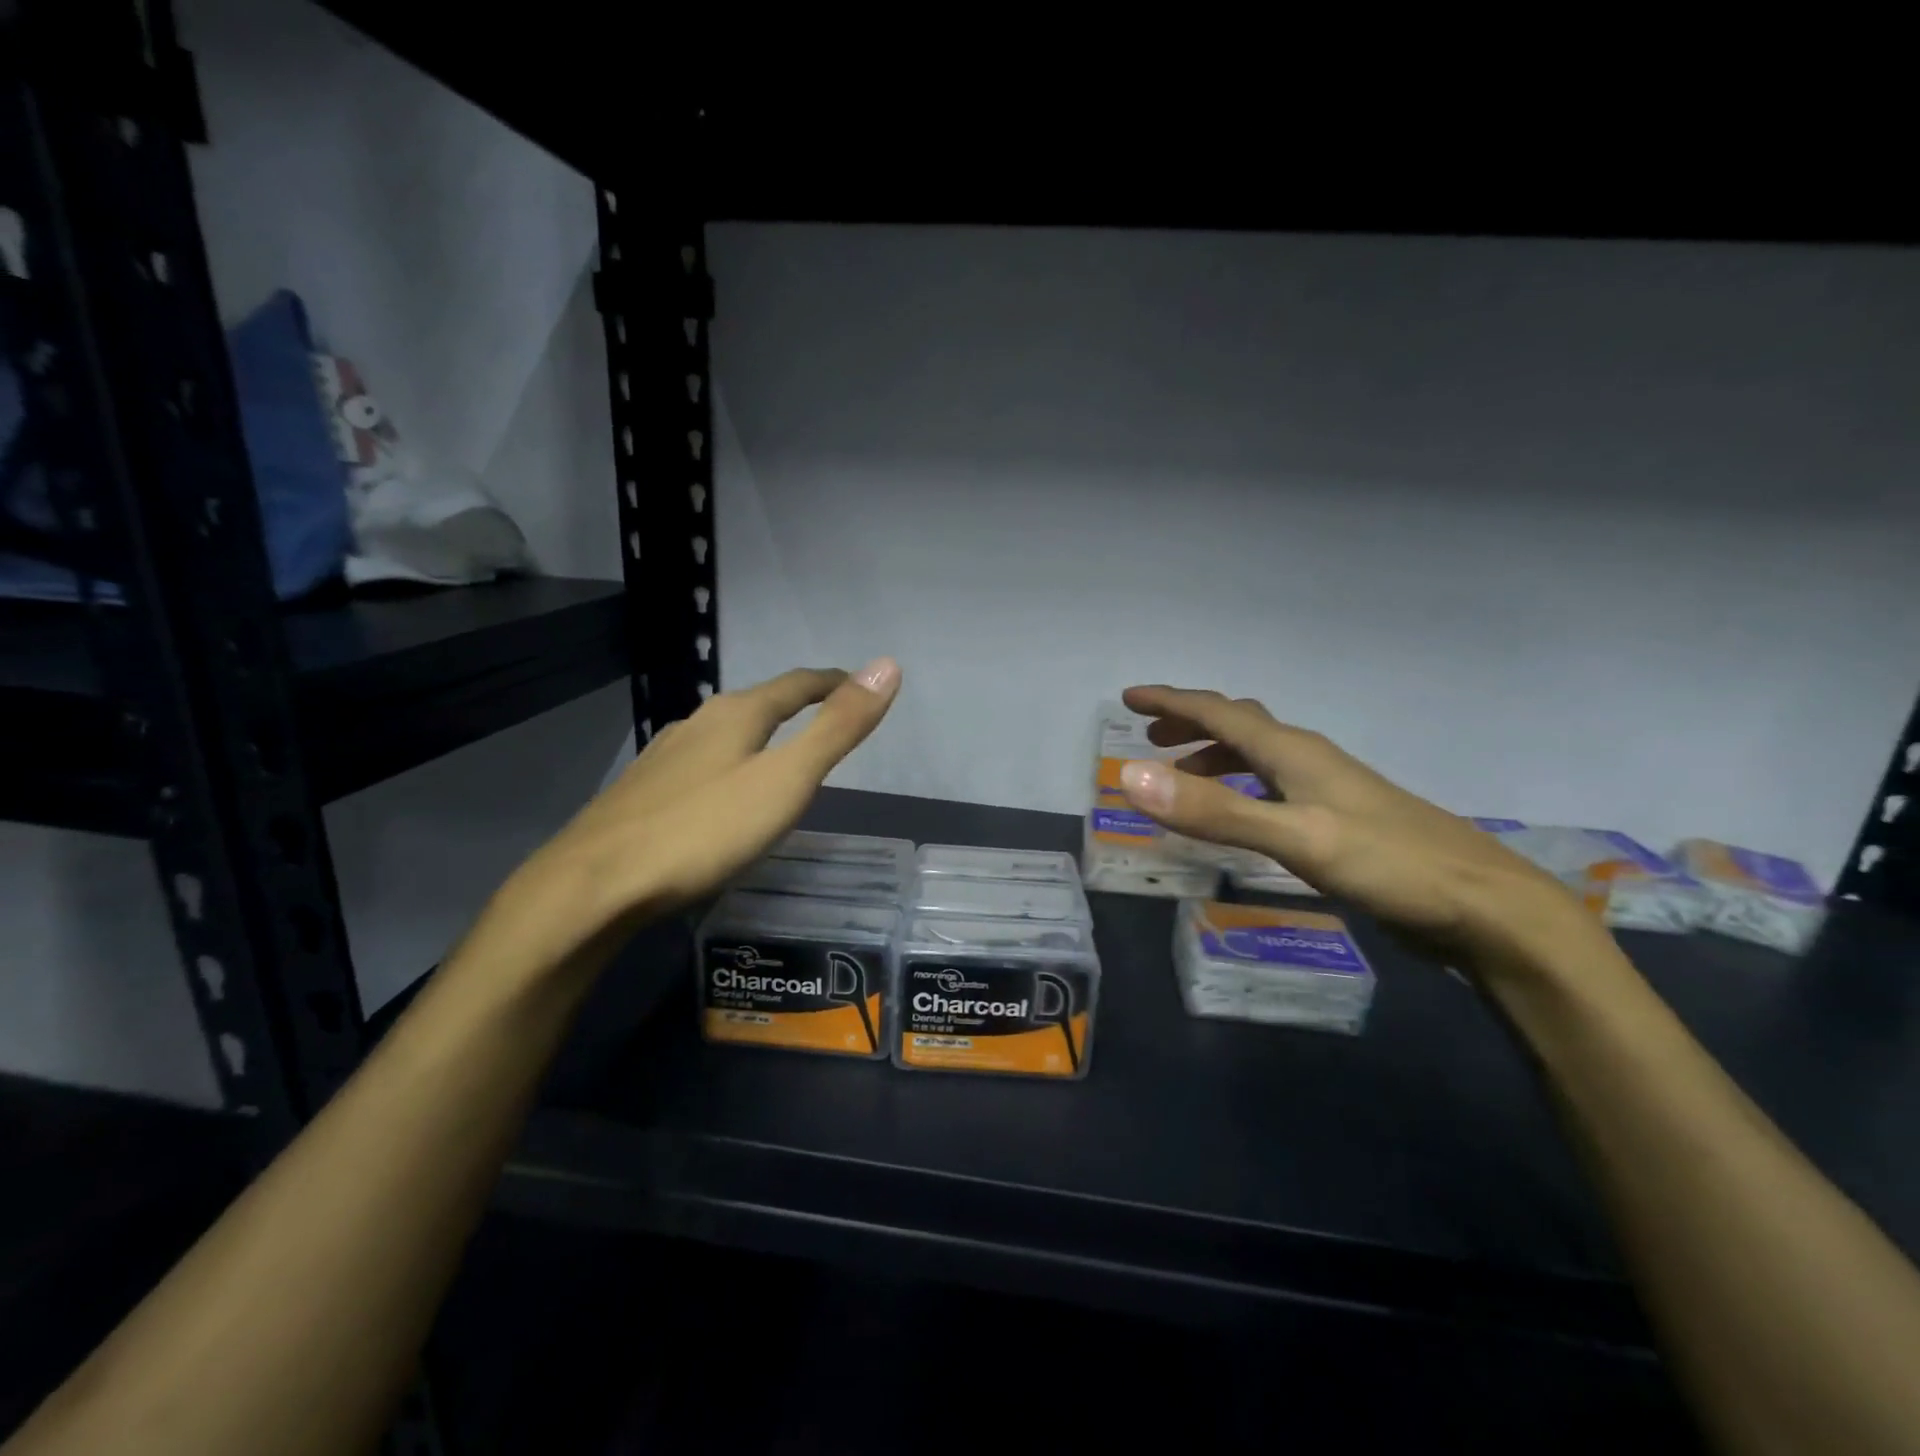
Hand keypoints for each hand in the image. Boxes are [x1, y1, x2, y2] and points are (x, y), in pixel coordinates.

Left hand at [500, 659, 901, 953]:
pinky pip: (700, 764)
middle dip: (795, 706)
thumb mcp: (786, 781)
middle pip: (758, 704)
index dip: (832, 682)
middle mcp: (697, 724)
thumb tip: (886, 665)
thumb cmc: (703, 831)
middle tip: (825, 718)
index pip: (796, 685)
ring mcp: (664, 757)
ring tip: (780, 753)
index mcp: (736, 715)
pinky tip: (721, 793)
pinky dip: (728, 765)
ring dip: (759, 735)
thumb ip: (837, 728)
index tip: (858, 684)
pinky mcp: (643, 792)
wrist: (593, 885)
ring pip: (724, 734)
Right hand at [1115, 685, 1597, 973]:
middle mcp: (1309, 761)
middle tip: (1150, 735)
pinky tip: (1242, 815)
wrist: (1487, 909)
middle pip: (1240, 726)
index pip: (1220, 713)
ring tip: (1181, 776)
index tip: (1130, 697)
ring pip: (1259, 758)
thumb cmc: (1390, 865)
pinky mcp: (1340, 823)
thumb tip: (1132, 776)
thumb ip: (1214, 811)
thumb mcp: (1294, 838)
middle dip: (1191, 724)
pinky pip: (1273, 788)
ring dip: (1215, 757)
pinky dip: (1241, 789)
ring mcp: (1329, 792)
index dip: (1172, 702)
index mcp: (1294, 752)